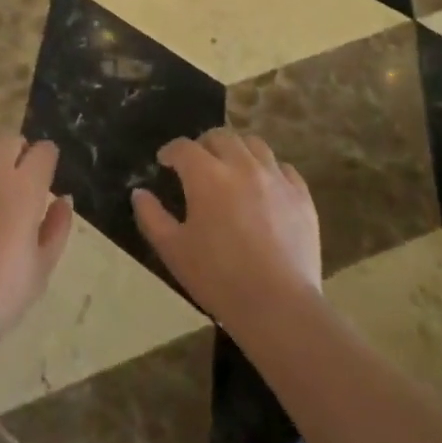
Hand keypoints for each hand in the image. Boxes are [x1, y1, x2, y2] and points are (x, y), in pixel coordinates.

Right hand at [132, 129, 320, 332]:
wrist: (278, 305)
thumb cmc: (218, 278)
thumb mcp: (173, 250)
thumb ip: (151, 216)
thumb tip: (139, 193)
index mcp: (207, 176)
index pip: (184, 147)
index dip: (170, 151)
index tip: (165, 163)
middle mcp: (242, 166)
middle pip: (220, 137)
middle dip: (203, 145)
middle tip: (196, 165)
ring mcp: (276, 178)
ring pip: (254, 145)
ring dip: (237, 150)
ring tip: (231, 169)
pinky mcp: (301, 196)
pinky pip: (284, 168)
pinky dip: (269, 170)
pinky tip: (264, 188)